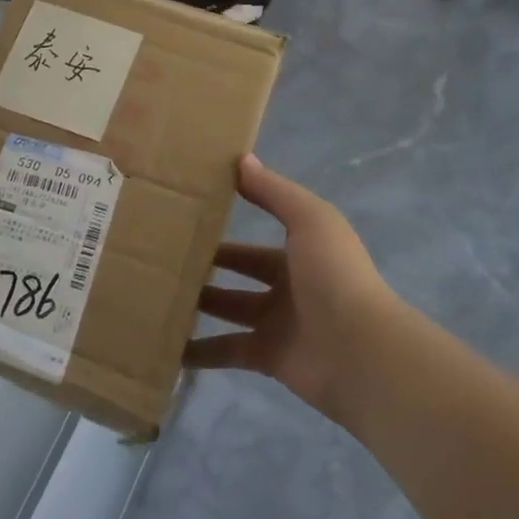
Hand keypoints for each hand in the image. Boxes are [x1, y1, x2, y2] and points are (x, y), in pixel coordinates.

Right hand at [186, 155, 398, 419]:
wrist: (361, 350)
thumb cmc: (333, 275)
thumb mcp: (308, 219)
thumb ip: (273, 191)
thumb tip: (241, 159)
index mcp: (300, 254)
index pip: (254, 243)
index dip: (225, 232)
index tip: (186, 223)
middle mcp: (288, 288)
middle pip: (239, 275)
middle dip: (206, 268)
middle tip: (162, 259)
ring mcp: (278, 325)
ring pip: (229, 311)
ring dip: (197, 306)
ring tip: (156, 295)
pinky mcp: (268, 358)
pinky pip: (227, 352)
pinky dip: (199, 352)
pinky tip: (168, 345)